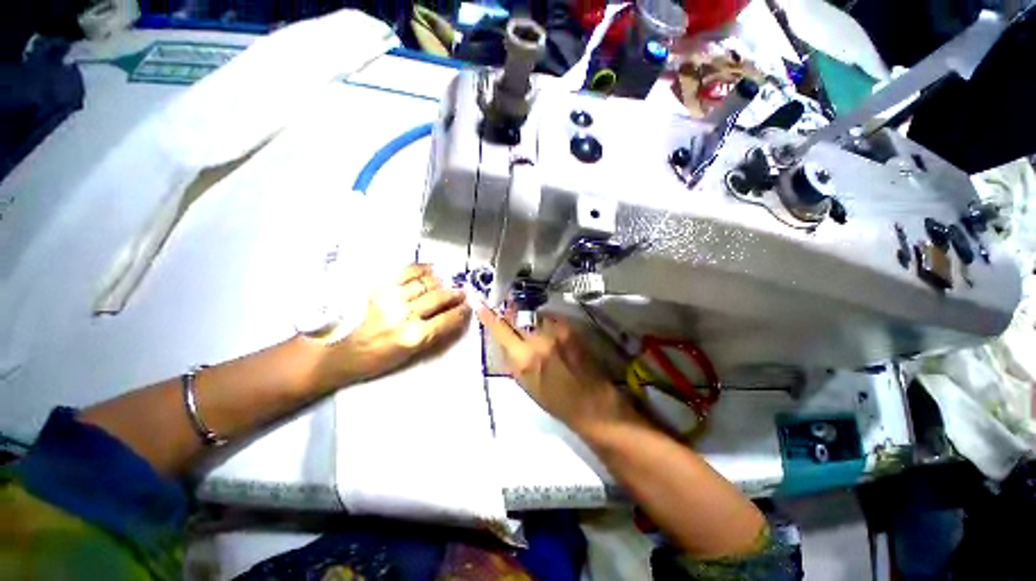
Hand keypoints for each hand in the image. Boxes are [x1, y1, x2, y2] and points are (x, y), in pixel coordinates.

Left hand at [326, 264, 470, 383]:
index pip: (448, 319)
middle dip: (455, 294)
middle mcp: (404, 314)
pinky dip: (421, 269)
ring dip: (440, 282)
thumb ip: (435, 335)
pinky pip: (406, 271)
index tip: (467, 307)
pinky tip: (429, 271)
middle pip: (439, 297)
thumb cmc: (375, 359)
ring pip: (426, 282)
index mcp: (413, 336)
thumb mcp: (410, 355)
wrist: (337, 351)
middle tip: (462, 292)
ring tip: (446, 283)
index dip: (462, 311)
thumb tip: (454, 318)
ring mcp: (391, 297)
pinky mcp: (378, 287)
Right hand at [477, 306, 641, 434]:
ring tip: (532, 325)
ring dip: (529, 317)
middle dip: (509, 311)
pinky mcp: (571, 329)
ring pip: (534, 314)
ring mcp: (556, 332)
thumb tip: (504, 340)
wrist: (592, 403)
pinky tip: (549, 331)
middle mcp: (538, 341)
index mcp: (523, 360)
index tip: (480, 305)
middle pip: (517, 315)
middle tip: (506, 309)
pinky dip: (545, 321)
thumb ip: (512, 359)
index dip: (488, 316)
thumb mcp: (525, 384)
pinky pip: (550, 317)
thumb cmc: (555, 401)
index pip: (500, 330)